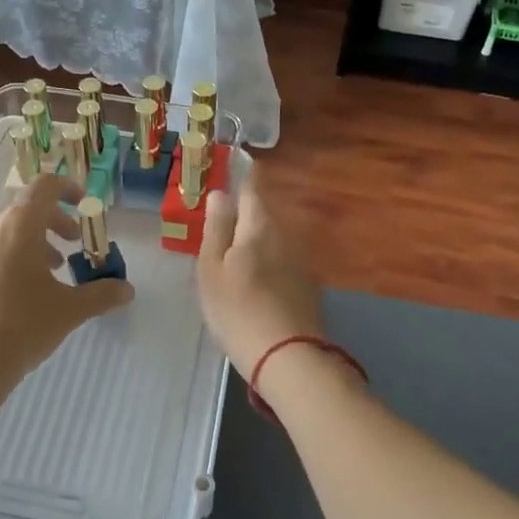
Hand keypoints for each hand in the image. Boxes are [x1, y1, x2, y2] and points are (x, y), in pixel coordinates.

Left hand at [0, 175, 133, 419]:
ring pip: (4, 234)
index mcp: (20, 225)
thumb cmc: (23, 326)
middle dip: (53, 223)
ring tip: (46, 274)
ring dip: (30, 244)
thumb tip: (127, 290)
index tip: (83, 205)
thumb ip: (101, 294)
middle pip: (25, 210)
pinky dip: (5, 261)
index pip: (45, 186)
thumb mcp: (70, 310)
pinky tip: (13, 296)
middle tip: (71, 245)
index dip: (68, 188)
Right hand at [197, 169, 324, 381]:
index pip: (253, 187)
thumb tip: (219, 193)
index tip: (235, 161)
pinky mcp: (306, 286)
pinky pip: (282, 259)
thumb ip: (216, 228)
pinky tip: (256, 277)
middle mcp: (285, 236)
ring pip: (274, 237)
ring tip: (235, 246)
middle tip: (224, 211)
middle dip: (247, 207)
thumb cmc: (238, 309)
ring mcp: (300, 262)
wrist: (288, 357)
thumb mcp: (212, 268)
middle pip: (264, 212)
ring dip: (256, 235)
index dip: (244, 173)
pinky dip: (268, 259)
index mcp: (259, 226)